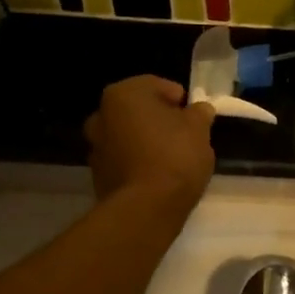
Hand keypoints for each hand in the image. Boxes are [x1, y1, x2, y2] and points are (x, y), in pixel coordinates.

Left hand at [86, 76, 216, 208]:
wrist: (145, 208)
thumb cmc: (174, 157)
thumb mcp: (199, 130)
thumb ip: (199, 113)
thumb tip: (199, 110)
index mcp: (123, 94)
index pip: (155, 85)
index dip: (178, 98)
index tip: (194, 115)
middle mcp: (101, 115)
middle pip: (138, 110)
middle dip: (159, 119)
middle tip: (184, 134)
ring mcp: (95, 146)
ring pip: (129, 135)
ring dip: (146, 140)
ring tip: (172, 157)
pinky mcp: (98, 174)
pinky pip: (124, 159)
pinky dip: (138, 161)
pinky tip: (158, 175)